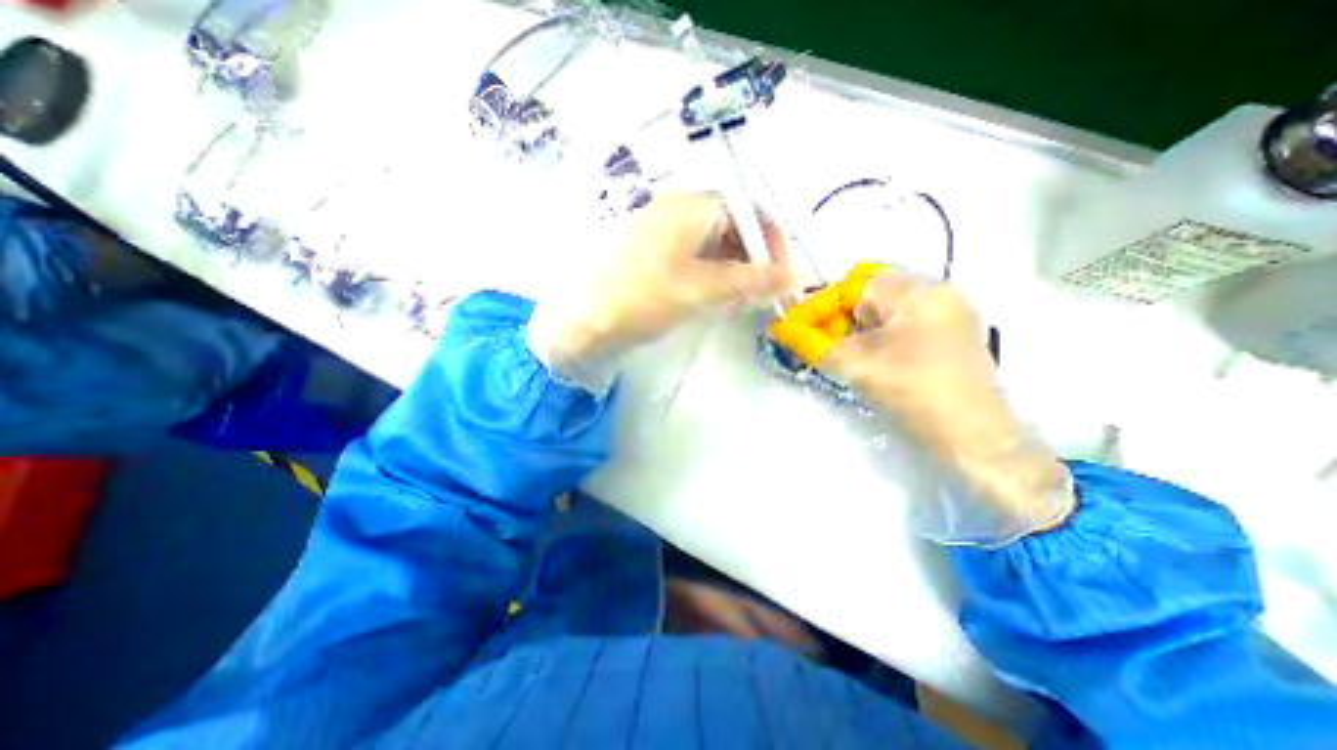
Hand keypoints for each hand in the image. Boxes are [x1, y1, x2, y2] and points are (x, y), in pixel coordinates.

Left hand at [526, 193, 790, 388]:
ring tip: (739, 301)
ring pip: (713, 245)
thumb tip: (795, 278)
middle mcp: (676, 211)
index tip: (782, 275)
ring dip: (734, 270)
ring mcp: (661, 233)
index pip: (747, 210)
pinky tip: (713, 298)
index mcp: (688, 206)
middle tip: (761, 294)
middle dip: (753, 259)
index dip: (771, 241)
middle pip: (731, 226)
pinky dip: (712, 277)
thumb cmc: (641, 298)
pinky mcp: (653, 256)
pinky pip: (694, 258)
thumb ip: (751, 282)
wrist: (581, 322)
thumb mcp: (702, 290)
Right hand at [816, 272, 1072, 542]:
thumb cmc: (913, 394)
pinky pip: (900, 324)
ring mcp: (947, 313)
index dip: (815, 308)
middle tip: (814, 344)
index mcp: (915, 290)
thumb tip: (779, 328)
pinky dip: (874, 337)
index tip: (790, 328)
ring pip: (883, 311)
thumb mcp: (855, 366)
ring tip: (836, 353)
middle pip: (867, 295)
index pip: (849, 286)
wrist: (975, 440)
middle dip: (834, 318)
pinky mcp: (951, 335)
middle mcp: (935, 291)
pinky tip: (864, 357)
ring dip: (853, 329)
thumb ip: (811, 343)